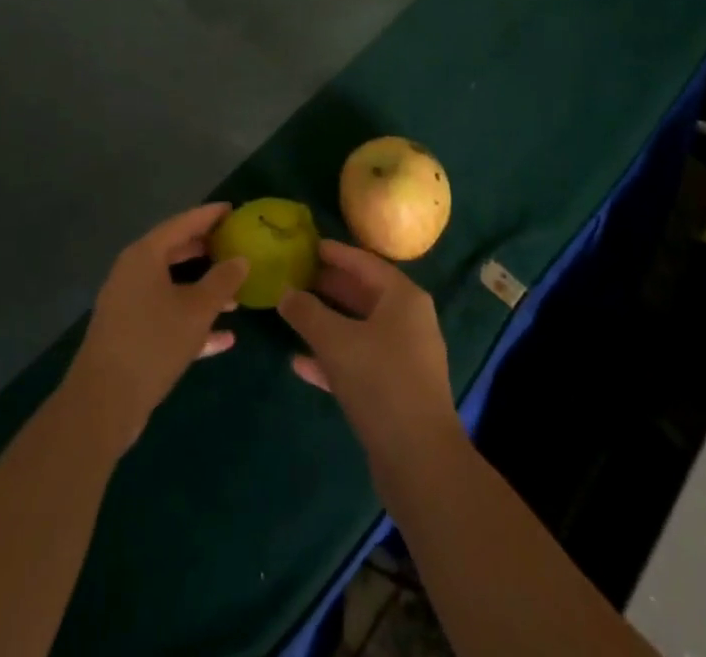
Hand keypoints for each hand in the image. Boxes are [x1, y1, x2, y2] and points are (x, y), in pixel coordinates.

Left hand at [62, 203, 247, 452]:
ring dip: (203, 290)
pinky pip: (166, 316)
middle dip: (206, 251)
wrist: (103, 403)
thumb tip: (241, 259)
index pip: (182, 223)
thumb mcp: (196, 310)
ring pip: (172, 286)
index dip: (209, 215)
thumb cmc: (153, 342)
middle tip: (235, 246)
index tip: (233, 209)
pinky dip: (191, 320)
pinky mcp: (130, 334)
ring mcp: (129, 304)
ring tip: (236, 295)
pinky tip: (224, 338)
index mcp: (144, 256)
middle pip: (175, 252)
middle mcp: (133, 273)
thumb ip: (222, 281)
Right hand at [279, 241, 461, 472]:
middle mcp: (409, 321)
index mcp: (403, 298)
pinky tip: (300, 363)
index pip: (365, 263)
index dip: (336, 253)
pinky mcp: (396, 390)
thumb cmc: (380, 382)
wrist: (419, 460)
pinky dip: (333, 358)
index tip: (309, 246)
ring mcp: (405, 357)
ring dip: (328, 323)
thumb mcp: (336, 341)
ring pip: (360, 329)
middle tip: (296, 276)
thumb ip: (307, 313)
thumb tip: (285, 293)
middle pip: (364, 294)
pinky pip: (360, 361)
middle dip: (330, 287)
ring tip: (294, 313)